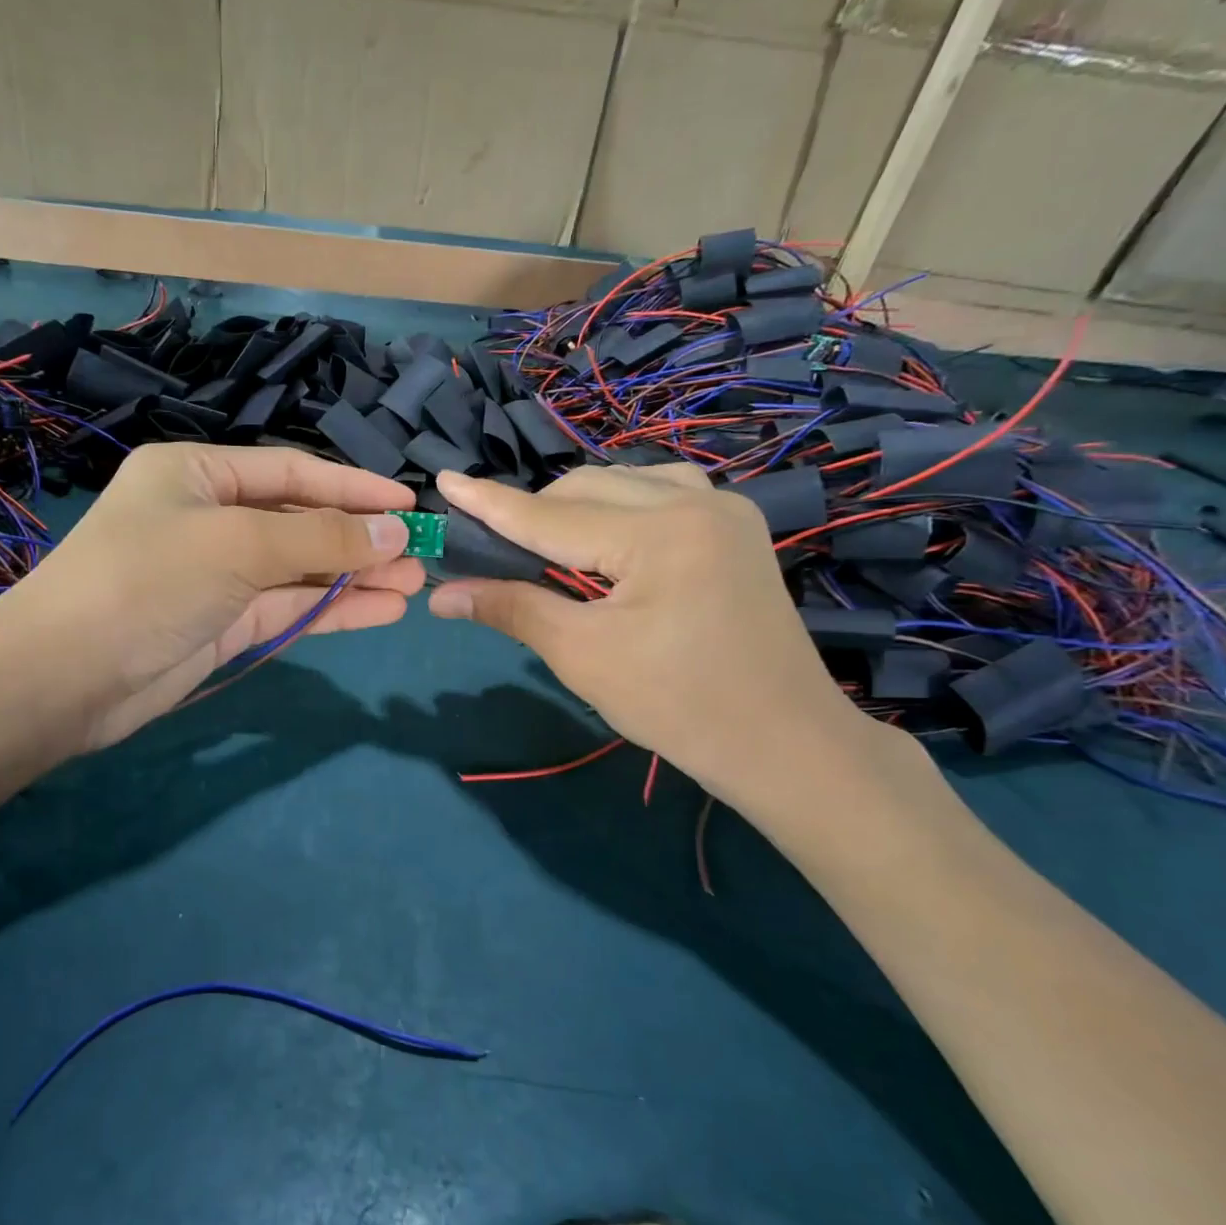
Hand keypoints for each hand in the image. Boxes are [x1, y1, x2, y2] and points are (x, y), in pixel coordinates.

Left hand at [7, 443, 420, 749]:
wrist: (65, 678)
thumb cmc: (147, 581)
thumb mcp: (238, 544)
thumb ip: (321, 538)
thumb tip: (397, 531)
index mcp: (196, 474)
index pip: (291, 472)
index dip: (354, 488)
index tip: (409, 505)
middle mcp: (207, 517)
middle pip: (299, 521)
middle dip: (359, 538)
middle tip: (421, 553)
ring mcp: (216, 575)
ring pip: (298, 569)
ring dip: (354, 577)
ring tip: (414, 585)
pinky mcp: (221, 625)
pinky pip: (286, 608)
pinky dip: (331, 609)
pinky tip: (382, 610)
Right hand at [426, 463, 891, 813]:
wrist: (783, 743)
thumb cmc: (678, 706)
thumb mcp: (583, 656)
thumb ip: (512, 609)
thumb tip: (441, 595)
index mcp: (660, 532)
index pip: (550, 515)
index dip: (490, 503)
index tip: (442, 481)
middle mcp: (695, 501)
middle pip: (586, 488)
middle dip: (533, 512)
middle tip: (492, 546)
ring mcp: (724, 509)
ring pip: (623, 483)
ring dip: (575, 506)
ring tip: (545, 545)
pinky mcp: (735, 528)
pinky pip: (661, 493)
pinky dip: (619, 508)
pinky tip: (606, 536)